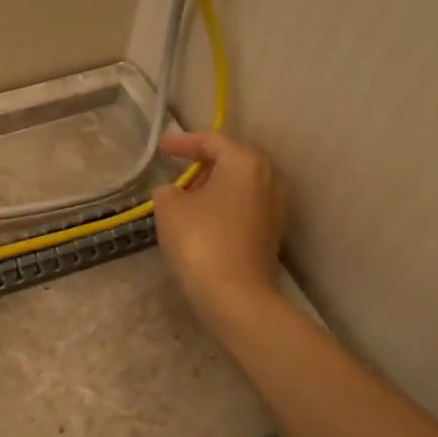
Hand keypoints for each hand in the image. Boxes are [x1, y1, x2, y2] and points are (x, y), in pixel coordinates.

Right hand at [151, 131, 289, 328]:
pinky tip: (205, 218)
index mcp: (245, 163)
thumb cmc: (200, 241)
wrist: (235, 295)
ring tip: (190, 195)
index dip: (183, 142)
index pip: (212, 141)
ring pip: (242, 184)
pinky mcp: (273, 232)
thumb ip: (168, 190)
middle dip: (205, 161)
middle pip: (234, 159)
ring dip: (216, 185)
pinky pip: (246, 205)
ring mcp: (276, 207)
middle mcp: (269, 178)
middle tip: (179, 167)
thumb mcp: (169, 208)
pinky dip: (225, 204)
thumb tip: (176, 193)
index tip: (161, 147)